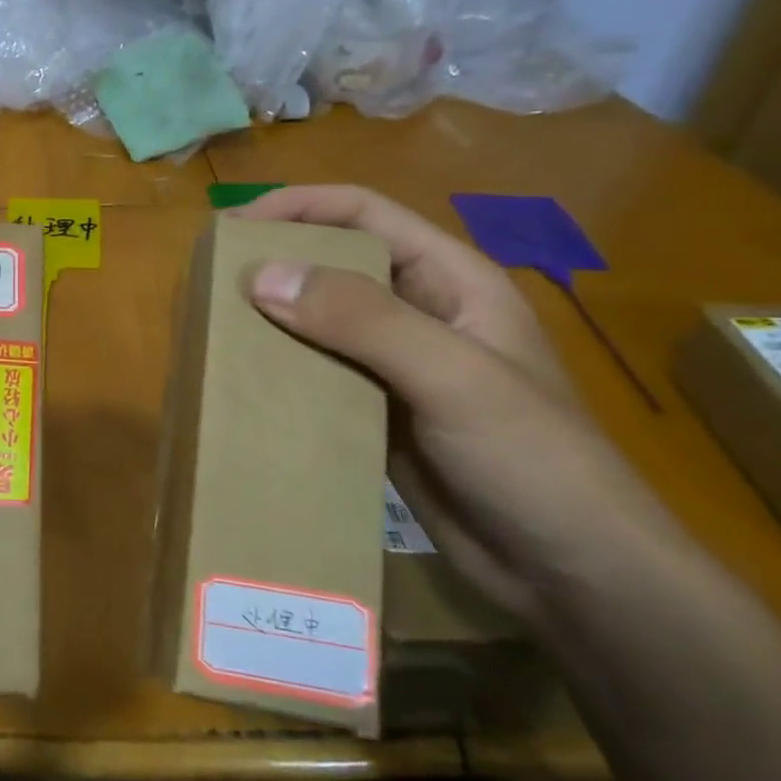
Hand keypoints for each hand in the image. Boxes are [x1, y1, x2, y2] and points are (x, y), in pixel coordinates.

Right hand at [235, 185, 683, 625]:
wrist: (571, 574)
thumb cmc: (531, 458)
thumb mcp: (450, 375)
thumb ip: (361, 319)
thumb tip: (260, 275)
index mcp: (449, 279)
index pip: (362, 213)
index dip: (297, 205)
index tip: (233, 227)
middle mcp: (418, 312)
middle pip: (332, 262)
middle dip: (273, 261)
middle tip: (210, 280)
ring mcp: (393, 365)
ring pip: (317, 320)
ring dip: (268, 318)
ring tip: (212, 326)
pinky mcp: (374, 412)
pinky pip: (314, 374)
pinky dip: (276, 369)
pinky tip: (241, 381)